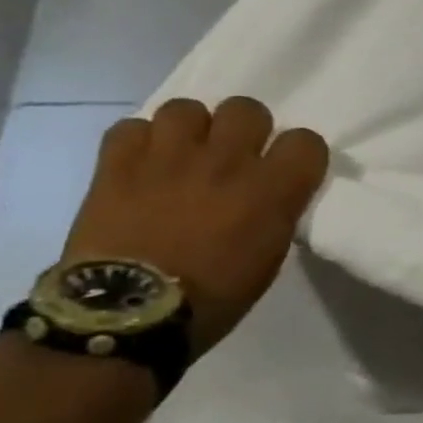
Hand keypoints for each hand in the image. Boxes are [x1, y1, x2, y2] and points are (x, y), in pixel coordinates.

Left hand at [62, 98, 329, 355]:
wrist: (128, 315)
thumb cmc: (214, 295)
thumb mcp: (269, 255)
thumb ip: (276, 211)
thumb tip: (271, 193)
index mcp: (272, 190)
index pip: (306, 140)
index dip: (299, 153)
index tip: (289, 169)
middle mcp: (226, 162)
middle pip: (247, 109)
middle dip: (245, 128)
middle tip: (234, 155)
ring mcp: (168, 158)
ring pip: (187, 107)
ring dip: (191, 128)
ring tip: (184, 154)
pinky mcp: (117, 165)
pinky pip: (130, 127)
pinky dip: (139, 141)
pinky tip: (142, 164)